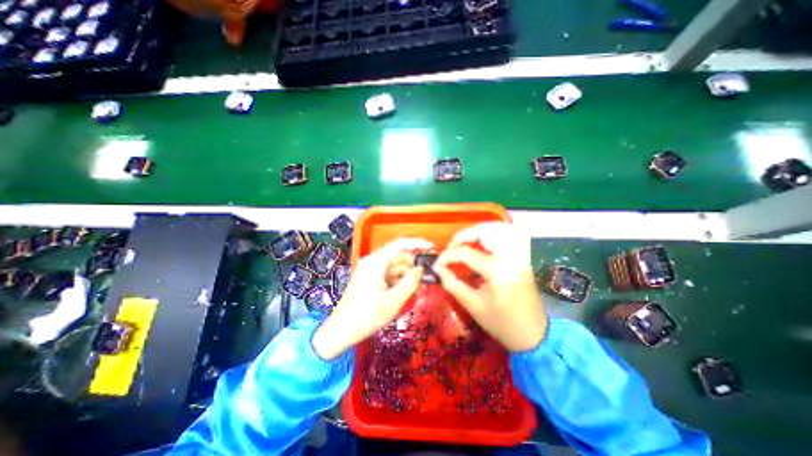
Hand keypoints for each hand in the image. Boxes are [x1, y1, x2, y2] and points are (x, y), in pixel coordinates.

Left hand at [311, 239, 430, 359]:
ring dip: (407, 273)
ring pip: (394, 265)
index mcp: (376, 262)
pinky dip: (399, 279)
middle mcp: (372, 261)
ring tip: (420, 286)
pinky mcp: (369, 277)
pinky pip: (388, 273)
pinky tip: (408, 289)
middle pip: (398, 255)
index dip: (417, 244)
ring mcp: (370, 269)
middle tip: (429, 274)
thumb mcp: (394, 300)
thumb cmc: (367, 316)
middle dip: (413, 264)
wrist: (341, 330)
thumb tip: (421, 269)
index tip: (432, 248)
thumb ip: (410, 282)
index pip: (400, 244)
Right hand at [435, 222, 548, 350]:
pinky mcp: (523, 258)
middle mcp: (510, 257)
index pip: (466, 253)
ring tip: (466, 242)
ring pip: (500, 230)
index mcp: (497, 271)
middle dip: (464, 235)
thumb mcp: (473, 306)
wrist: (534, 335)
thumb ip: (453, 284)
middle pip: (485, 232)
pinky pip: (510, 236)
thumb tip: (439, 269)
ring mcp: (519, 256)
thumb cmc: (501, 323)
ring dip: (479, 231)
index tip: (437, 264)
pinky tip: (484, 242)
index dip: (447, 256)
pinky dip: (494, 234)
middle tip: (452, 246)